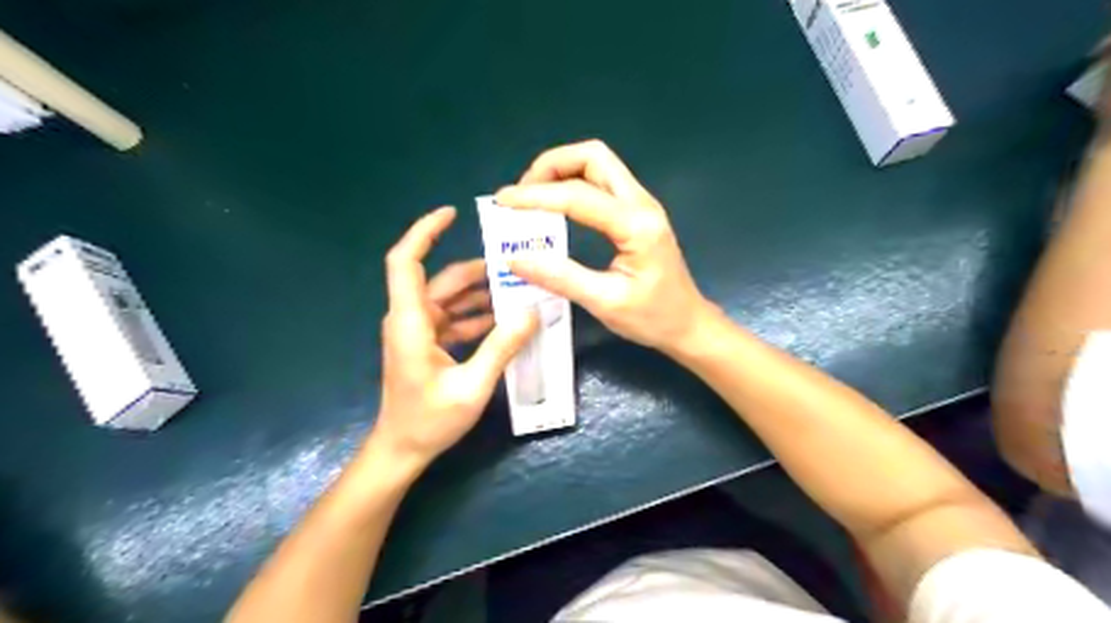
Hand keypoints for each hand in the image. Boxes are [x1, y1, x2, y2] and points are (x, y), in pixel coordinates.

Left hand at [369, 207, 538, 470]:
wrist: (401, 450)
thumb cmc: (429, 421)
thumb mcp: (472, 386)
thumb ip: (501, 347)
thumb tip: (532, 311)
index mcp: (411, 322)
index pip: (406, 262)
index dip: (423, 233)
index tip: (450, 214)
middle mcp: (411, 319)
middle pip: (441, 280)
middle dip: (477, 270)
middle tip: (516, 265)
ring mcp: (418, 331)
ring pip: (450, 299)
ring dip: (481, 294)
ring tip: (519, 292)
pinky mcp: (427, 344)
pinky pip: (454, 318)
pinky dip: (477, 315)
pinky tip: (505, 320)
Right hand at [493, 139, 710, 352]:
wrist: (688, 324)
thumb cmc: (653, 318)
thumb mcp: (605, 302)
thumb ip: (561, 277)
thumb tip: (515, 259)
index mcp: (636, 225)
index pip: (577, 196)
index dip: (535, 196)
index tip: (502, 202)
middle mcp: (641, 204)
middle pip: (593, 157)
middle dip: (551, 166)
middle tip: (522, 193)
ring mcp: (642, 205)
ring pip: (598, 164)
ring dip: (562, 170)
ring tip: (533, 197)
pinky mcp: (637, 213)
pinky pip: (602, 182)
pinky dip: (573, 183)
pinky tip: (555, 206)